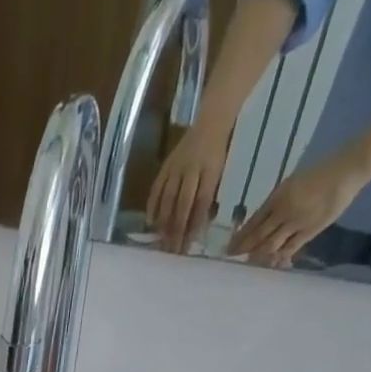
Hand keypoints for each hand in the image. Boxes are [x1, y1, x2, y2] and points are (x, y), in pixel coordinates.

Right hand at [145, 120, 232, 254]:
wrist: (210, 121)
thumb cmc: (217, 152)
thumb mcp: (219, 174)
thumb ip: (209, 199)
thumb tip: (198, 229)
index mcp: (211, 170)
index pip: (201, 202)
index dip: (195, 225)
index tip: (189, 245)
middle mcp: (192, 169)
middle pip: (183, 204)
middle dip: (178, 229)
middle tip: (173, 250)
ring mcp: (176, 167)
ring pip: (168, 199)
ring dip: (164, 222)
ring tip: (161, 241)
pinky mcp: (165, 166)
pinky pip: (156, 189)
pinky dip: (152, 207)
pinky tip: (150, 222)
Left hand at [227, 150, 369, 266]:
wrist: (349, 168)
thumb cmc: (320, 172)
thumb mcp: (292, 183)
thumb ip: (275, 204)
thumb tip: (259, 224)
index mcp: (278, 196)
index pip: (253, 222)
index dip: (239, 237)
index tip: (227, 248)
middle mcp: (284, 211)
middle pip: (258, 236)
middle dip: (242, 249)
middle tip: (231, 259)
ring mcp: (297, 222)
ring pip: (270, 246)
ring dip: (257, 256)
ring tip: (248, 263)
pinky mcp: (310, 230)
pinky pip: (289, 249)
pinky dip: (278, 259)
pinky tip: (270, 264)